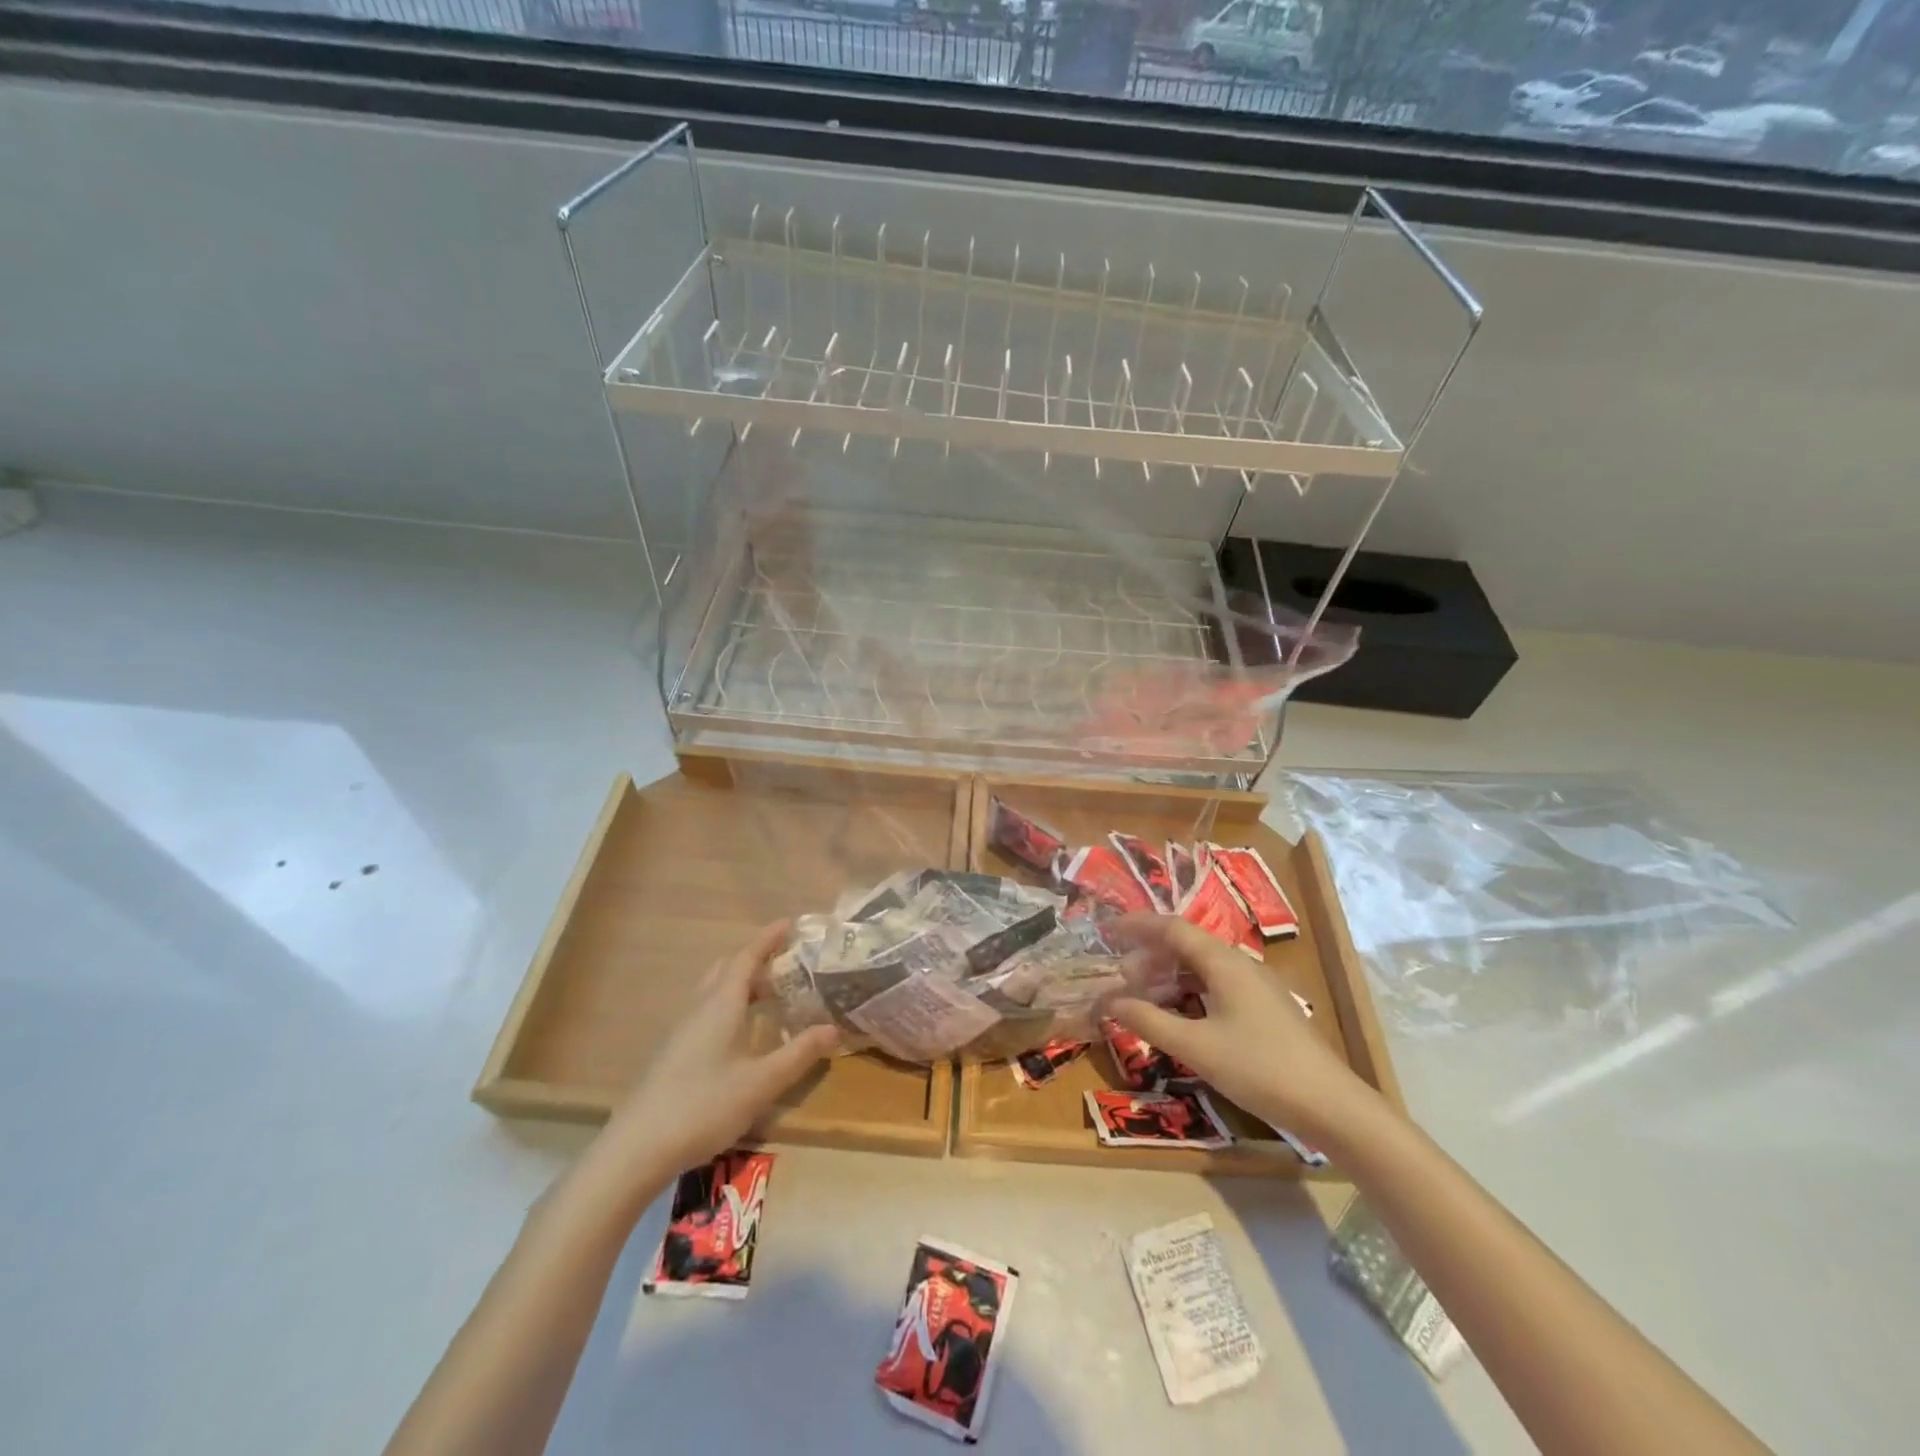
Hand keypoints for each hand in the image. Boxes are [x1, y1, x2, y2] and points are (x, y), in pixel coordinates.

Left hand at [589, 922, 838, 1196]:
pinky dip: (730, 1003)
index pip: (747, 956)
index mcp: (721, 1004)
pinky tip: (742, 1030)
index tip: (790, 922)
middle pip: (727, 967)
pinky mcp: (673, 1052)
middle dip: (756, 956)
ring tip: (771, 991)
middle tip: (786, 958)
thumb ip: (799, 1053)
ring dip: (742, 981)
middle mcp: (700, 1007)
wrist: (637, 1149)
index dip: (769, 938)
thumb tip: (834, 1028)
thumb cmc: (704, 1106)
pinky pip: (707, 1010)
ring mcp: (682, 1030)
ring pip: (714, 989)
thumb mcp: (762, 1083)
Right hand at [1105, 916, 1374, 1141]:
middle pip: (1186, 946)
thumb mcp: (1195, 1047)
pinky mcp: (1264, 1009)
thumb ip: (1148, 1021)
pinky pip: (1216, 986)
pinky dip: (1188, 993)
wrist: (1331, 1106)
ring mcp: (1255, 987)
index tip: (1107, 931)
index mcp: (1223, 962)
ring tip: (1143, 998)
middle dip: (1149, 957)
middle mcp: (1240, 965)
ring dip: (1168, 977)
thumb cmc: (1259, 1068)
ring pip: (1201, 967)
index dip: (1137, 926)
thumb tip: (1108, 1001)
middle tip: (1121, 979)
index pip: (1172, 928)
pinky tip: (1178, 1017)